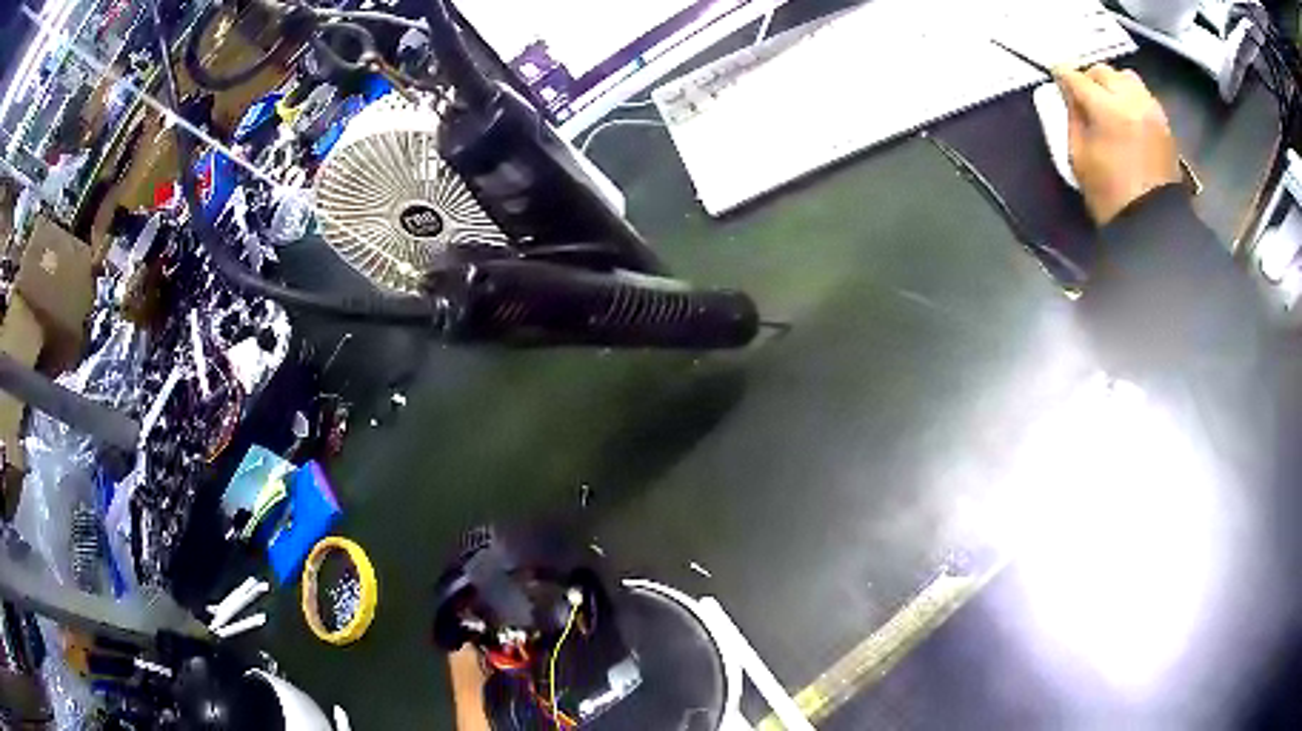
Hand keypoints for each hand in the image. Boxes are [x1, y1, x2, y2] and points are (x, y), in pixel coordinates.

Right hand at [1053, 64, 1182, 224]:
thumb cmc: (1110, 195)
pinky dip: (1131, 96)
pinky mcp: (1163, 122)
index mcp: (1106, 109)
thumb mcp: (1078, 157)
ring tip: (1109, 100)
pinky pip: (1143, 94)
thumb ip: (1072, 118)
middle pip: (1102, 71)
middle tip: (1083, 93)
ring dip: (1113, 83)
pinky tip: (1127, 112)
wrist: (1153, 224)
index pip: (1076, 78)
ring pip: (1126, 77)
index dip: (1062, 75)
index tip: (1055, 75)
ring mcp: (1150, 109)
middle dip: (1089, 78)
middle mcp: (1129, 100)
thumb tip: (1069, 96)